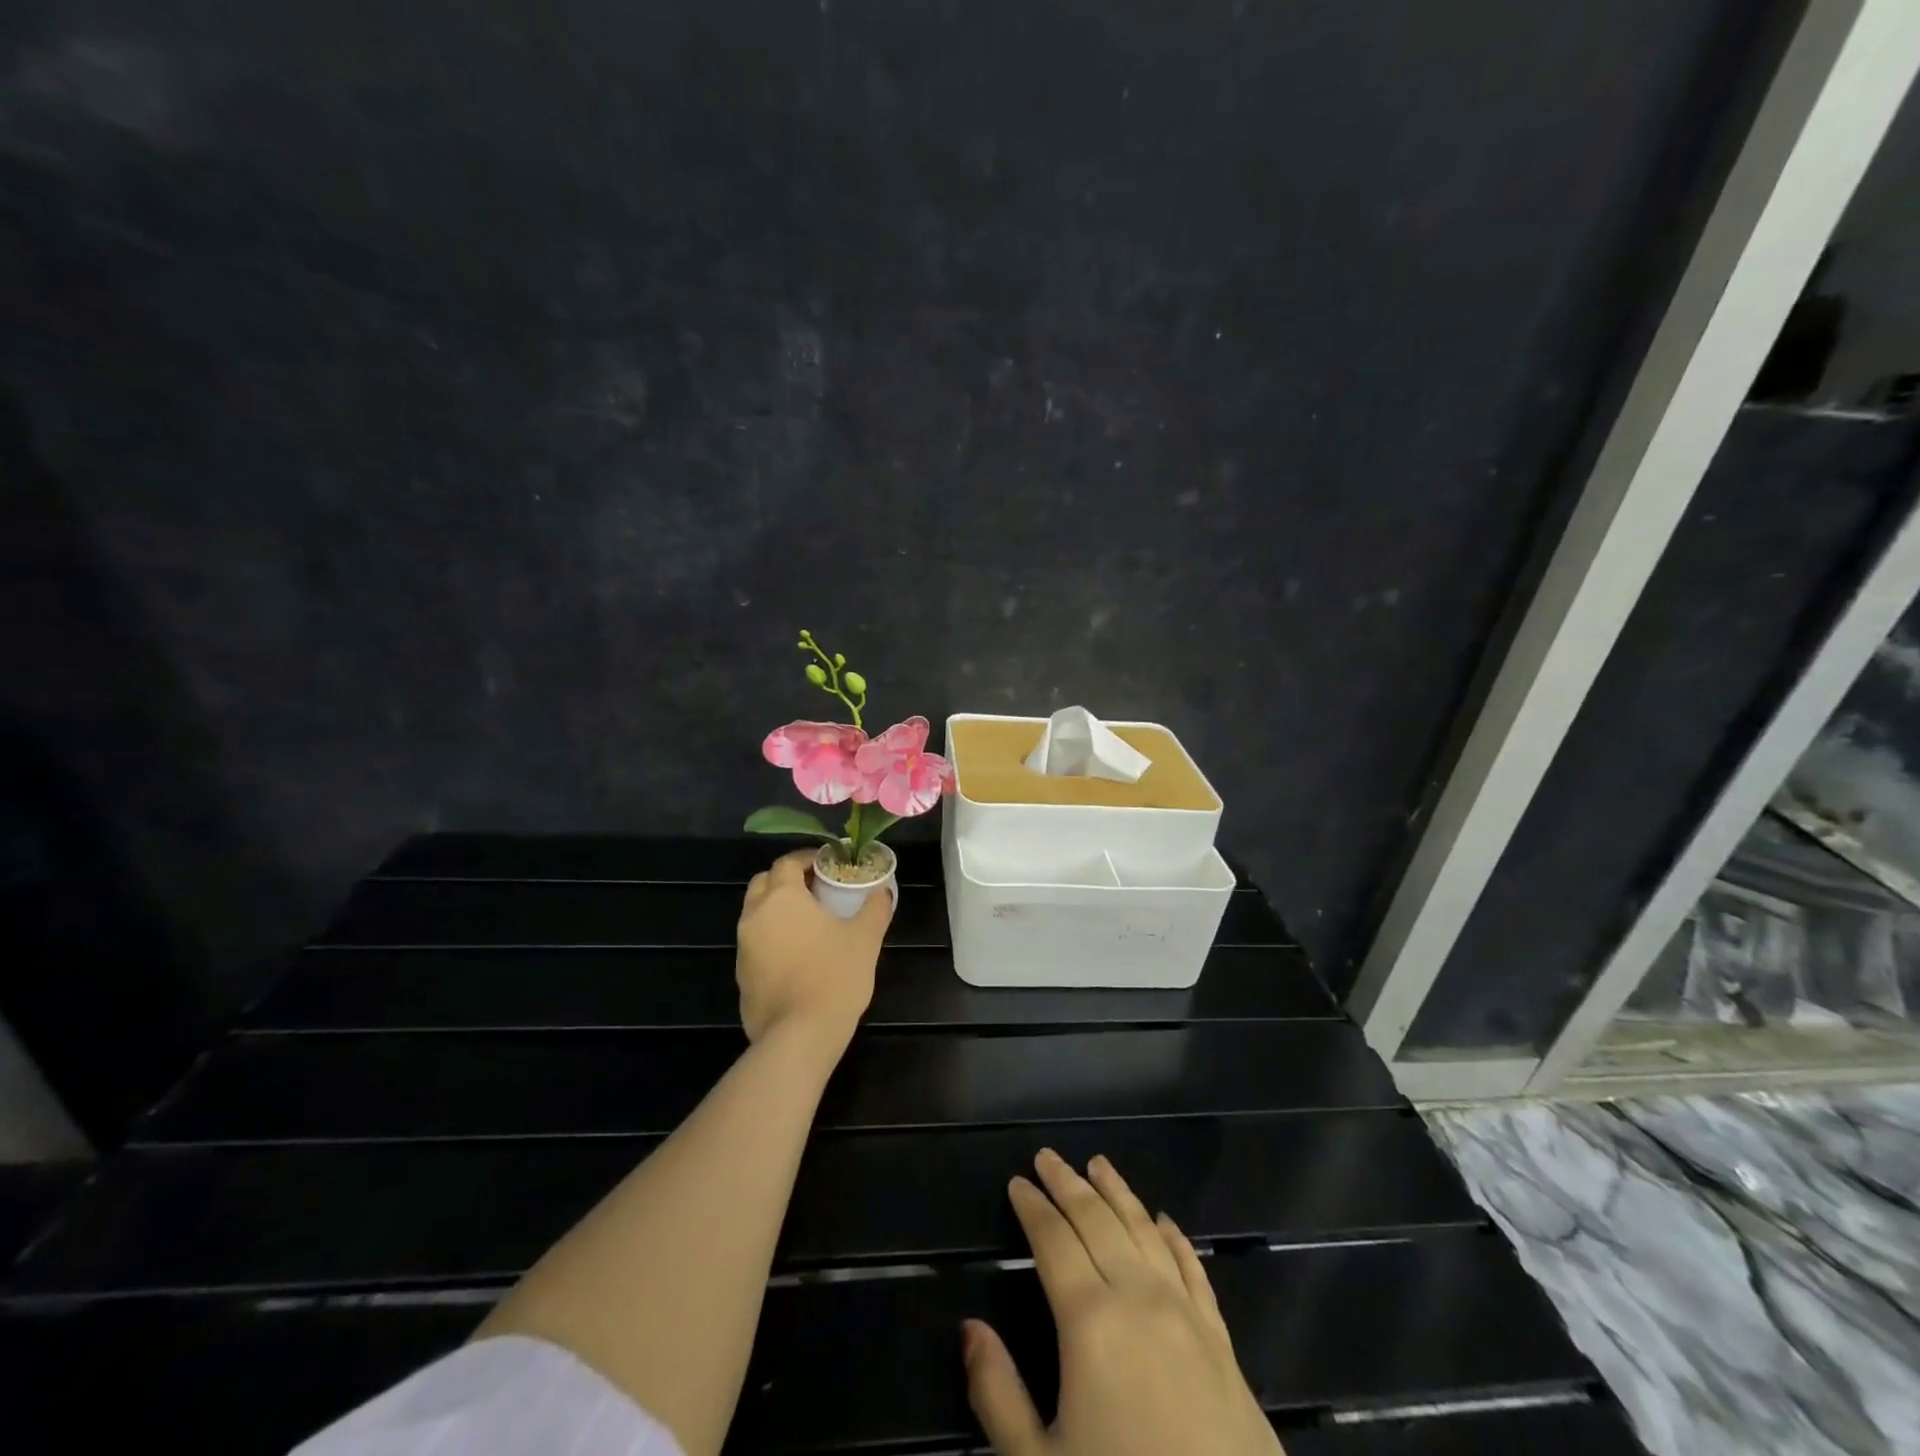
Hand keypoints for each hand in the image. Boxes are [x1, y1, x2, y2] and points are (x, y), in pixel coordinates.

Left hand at [736, 849, 890, 1053]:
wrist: (800, 1036)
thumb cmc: (834, 975)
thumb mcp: (865, 937)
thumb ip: (874, 908)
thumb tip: (882, 892)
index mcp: (782, 898)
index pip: (787, 862)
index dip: (807, 859)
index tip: (828, 865)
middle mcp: (754, 916)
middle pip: (763, 883)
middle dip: (786, 880)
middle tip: (816, 890)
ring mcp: (743, 948)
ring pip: (756, 915)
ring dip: (777, 910)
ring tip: (809, 923)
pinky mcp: (741, 977)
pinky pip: (755, 945)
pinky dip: (772, 939)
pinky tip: (798, 956)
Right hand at [963, 1151, 1284, 1455]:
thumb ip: (999, 1394)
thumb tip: (970, 1328)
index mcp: (1090, 1322)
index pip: (1054, 1240)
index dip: (1033, 1208)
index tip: (1018, 1182)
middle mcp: (1138, 1298)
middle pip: (1098, 1221)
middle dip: (1068, 1184)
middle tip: (1047, 1157)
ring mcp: (1185, 1315)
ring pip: (1145, 1230)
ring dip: (1118, 1193)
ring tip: (1098, 1164)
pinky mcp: (1221, 1341)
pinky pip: (1193, 1268)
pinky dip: (1173, 1236)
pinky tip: (1163, 1220)